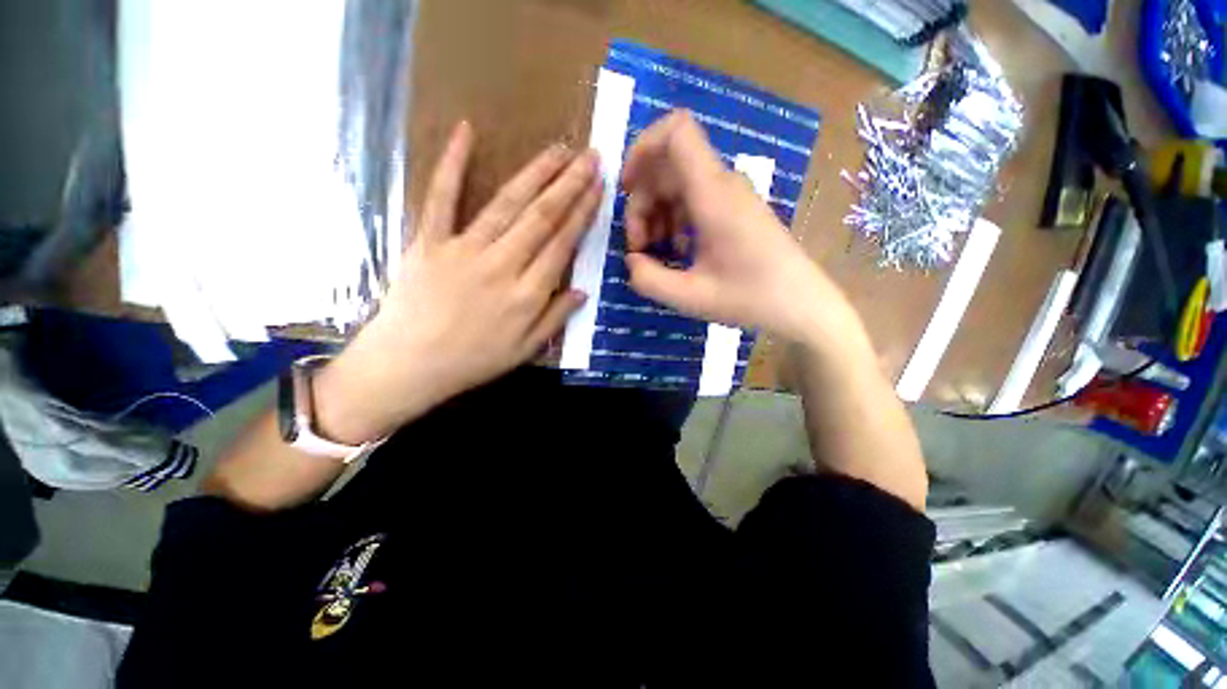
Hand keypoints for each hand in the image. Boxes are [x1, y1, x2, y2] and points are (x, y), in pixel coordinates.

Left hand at [315, 122, 601, 442]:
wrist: (409, 365)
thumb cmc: (473, 361)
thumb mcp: (525, 350)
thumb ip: (555, 318)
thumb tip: (583, 291)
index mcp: (527, 295)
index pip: (562, 245)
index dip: (583, 214)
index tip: (598, 189)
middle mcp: (502, 265)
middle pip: (541, 218)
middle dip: (570, 185)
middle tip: (590, 157)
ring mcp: (464, 249)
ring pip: (507, 204)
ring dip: (536, 173)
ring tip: (558, 149)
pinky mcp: (429, 241)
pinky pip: (441, 198)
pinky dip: (451, 163)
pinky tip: (465, 131)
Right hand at [621, 110, 835, 342]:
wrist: (800, 304)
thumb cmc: (748, 298)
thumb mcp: (689, 296)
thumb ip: (648, 279)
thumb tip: (631, 261)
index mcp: (712, 193)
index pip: (675, 131)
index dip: (642, 148)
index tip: (626, 189)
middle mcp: (721, 184)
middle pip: (667, 166)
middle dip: (642, 202)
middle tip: (639, 247)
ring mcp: (730, 196)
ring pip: (678, 185)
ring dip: (656, 215)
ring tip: (655, 254)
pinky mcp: (734, 210)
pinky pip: (693, 202)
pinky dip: (674, 222)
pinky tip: (677, 253)